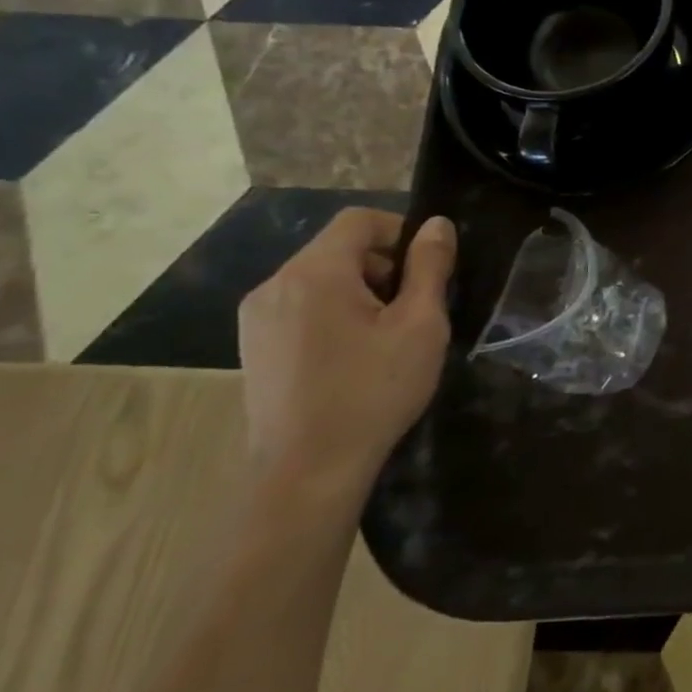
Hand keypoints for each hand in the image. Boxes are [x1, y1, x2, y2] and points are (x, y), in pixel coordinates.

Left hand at [238, 208, 455, 500]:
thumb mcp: (420, 325)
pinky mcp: (253, 344)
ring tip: (386, 336)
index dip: (401, 231)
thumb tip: (437, 225)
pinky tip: (352, 355)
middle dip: (383, 266)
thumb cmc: (373, 391)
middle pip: (339, 249)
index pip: (359, 220)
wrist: (307, 471)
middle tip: (414, 309)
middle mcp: (275, 284)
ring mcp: (257, 316)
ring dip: (359, 290)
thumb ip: (429, 267)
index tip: (428, 268)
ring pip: (320, 278)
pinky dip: (333, 312)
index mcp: (314, 273)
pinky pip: (301, 305)